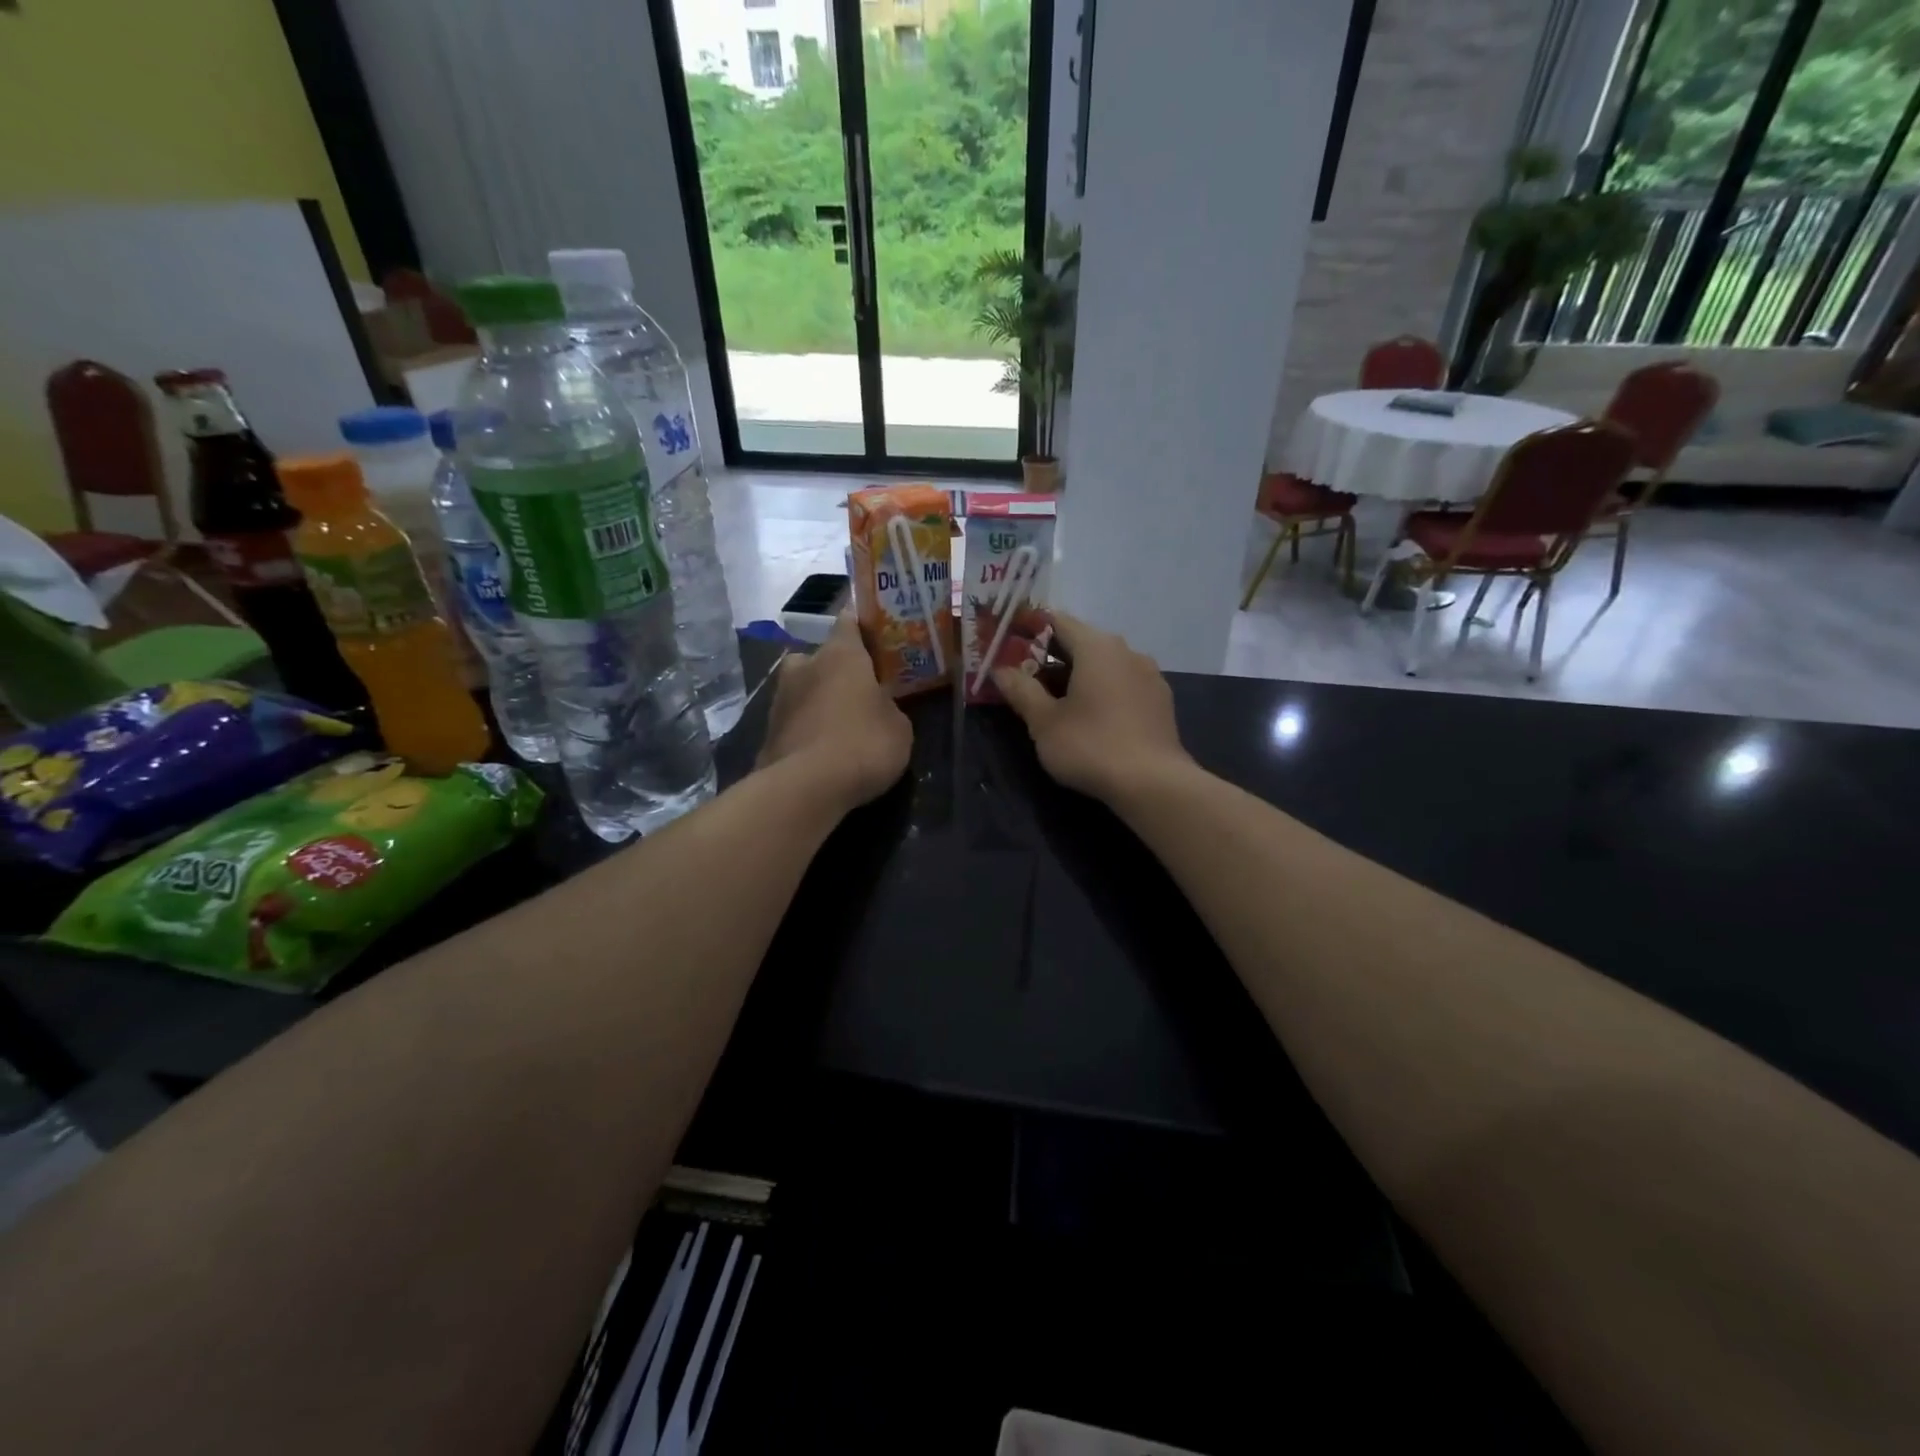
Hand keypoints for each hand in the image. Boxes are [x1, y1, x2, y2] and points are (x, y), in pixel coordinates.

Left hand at [757, 613, 911, 813]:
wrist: (806, 787)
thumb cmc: (863, 744)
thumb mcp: (898, 727)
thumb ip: (888, 707)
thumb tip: (879, 707)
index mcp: (841, 654)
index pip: (849, 622)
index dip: (862, 627)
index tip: (874, 636)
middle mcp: (804, 666)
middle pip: (819, 657)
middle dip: (834, 670)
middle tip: (855, 690)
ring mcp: (779, 699)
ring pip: (802, 689)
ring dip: (816, 701)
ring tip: (838, 725)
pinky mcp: (767, 732)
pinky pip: (793, 721)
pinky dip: (805, 730)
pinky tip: (821, 750)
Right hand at [993, 611, 1192, 804]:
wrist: (1153, 784)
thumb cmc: (1091, 746)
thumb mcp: (1044, 722)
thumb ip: (1021, 691)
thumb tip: (1001, 670)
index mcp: (1097, 647)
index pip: (1058, 621)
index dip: (1030, 629)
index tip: (1009, 643)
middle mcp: (1127, 651)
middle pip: (1082, 642)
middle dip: (1052, 656)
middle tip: (1024, 675)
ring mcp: (1149, 675)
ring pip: (1104, 664)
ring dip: (1078, 675)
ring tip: (1054, 700)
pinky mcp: (1160, 701)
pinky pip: (1122, 684)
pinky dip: (1102, 690)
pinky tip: (1090, 716)